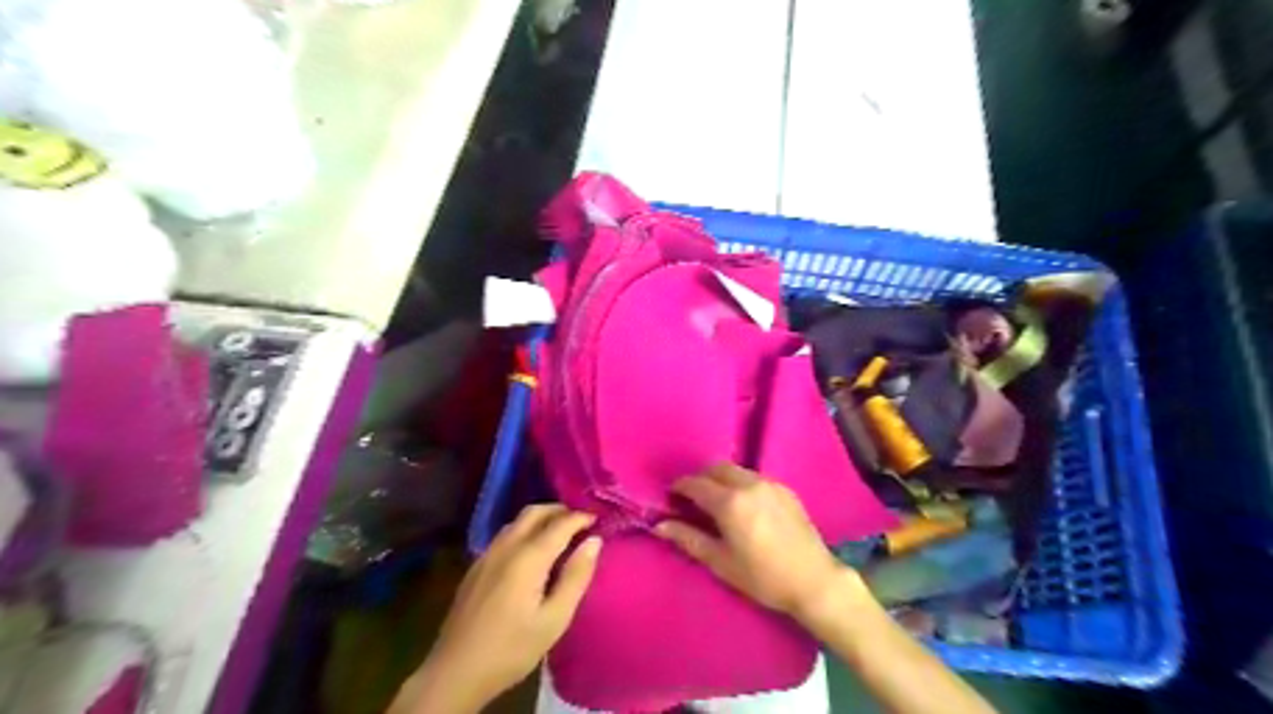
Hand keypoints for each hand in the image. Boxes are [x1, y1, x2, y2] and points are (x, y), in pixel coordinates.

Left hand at [395, 503, 602, 711]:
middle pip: (535, 512)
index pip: (560, 523)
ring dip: (541, 519)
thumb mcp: (554, 620)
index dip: (581, 517)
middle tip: (581, 522)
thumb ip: (576, 577)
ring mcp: (487, 554)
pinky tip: (531, 552)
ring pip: (517, 521)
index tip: (600, 519)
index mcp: (527, 557)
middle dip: (560, 510)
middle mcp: (506, 546)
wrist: (454, 672)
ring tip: (561, 534)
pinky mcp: (476, 566)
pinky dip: (525, 530)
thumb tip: (594, 541)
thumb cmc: (511, 649)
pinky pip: (505, 535)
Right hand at [656, 463, 854, 625]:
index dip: (679, 488)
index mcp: (729, 502)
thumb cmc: (762, 577)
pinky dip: (740, 484)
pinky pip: (754, 478)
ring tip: (717, 503)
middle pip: (715, 468)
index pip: (695, 483)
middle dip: (700, 478)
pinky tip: (743, 507)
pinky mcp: (785, 489)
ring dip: (720, 479)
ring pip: (736, 470)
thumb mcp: (720, 562)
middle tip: (692, 500)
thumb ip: (688, 538)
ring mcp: (769, 484)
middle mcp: (748, 484)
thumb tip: (659, 525)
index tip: (671, 498)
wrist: (813, 581)